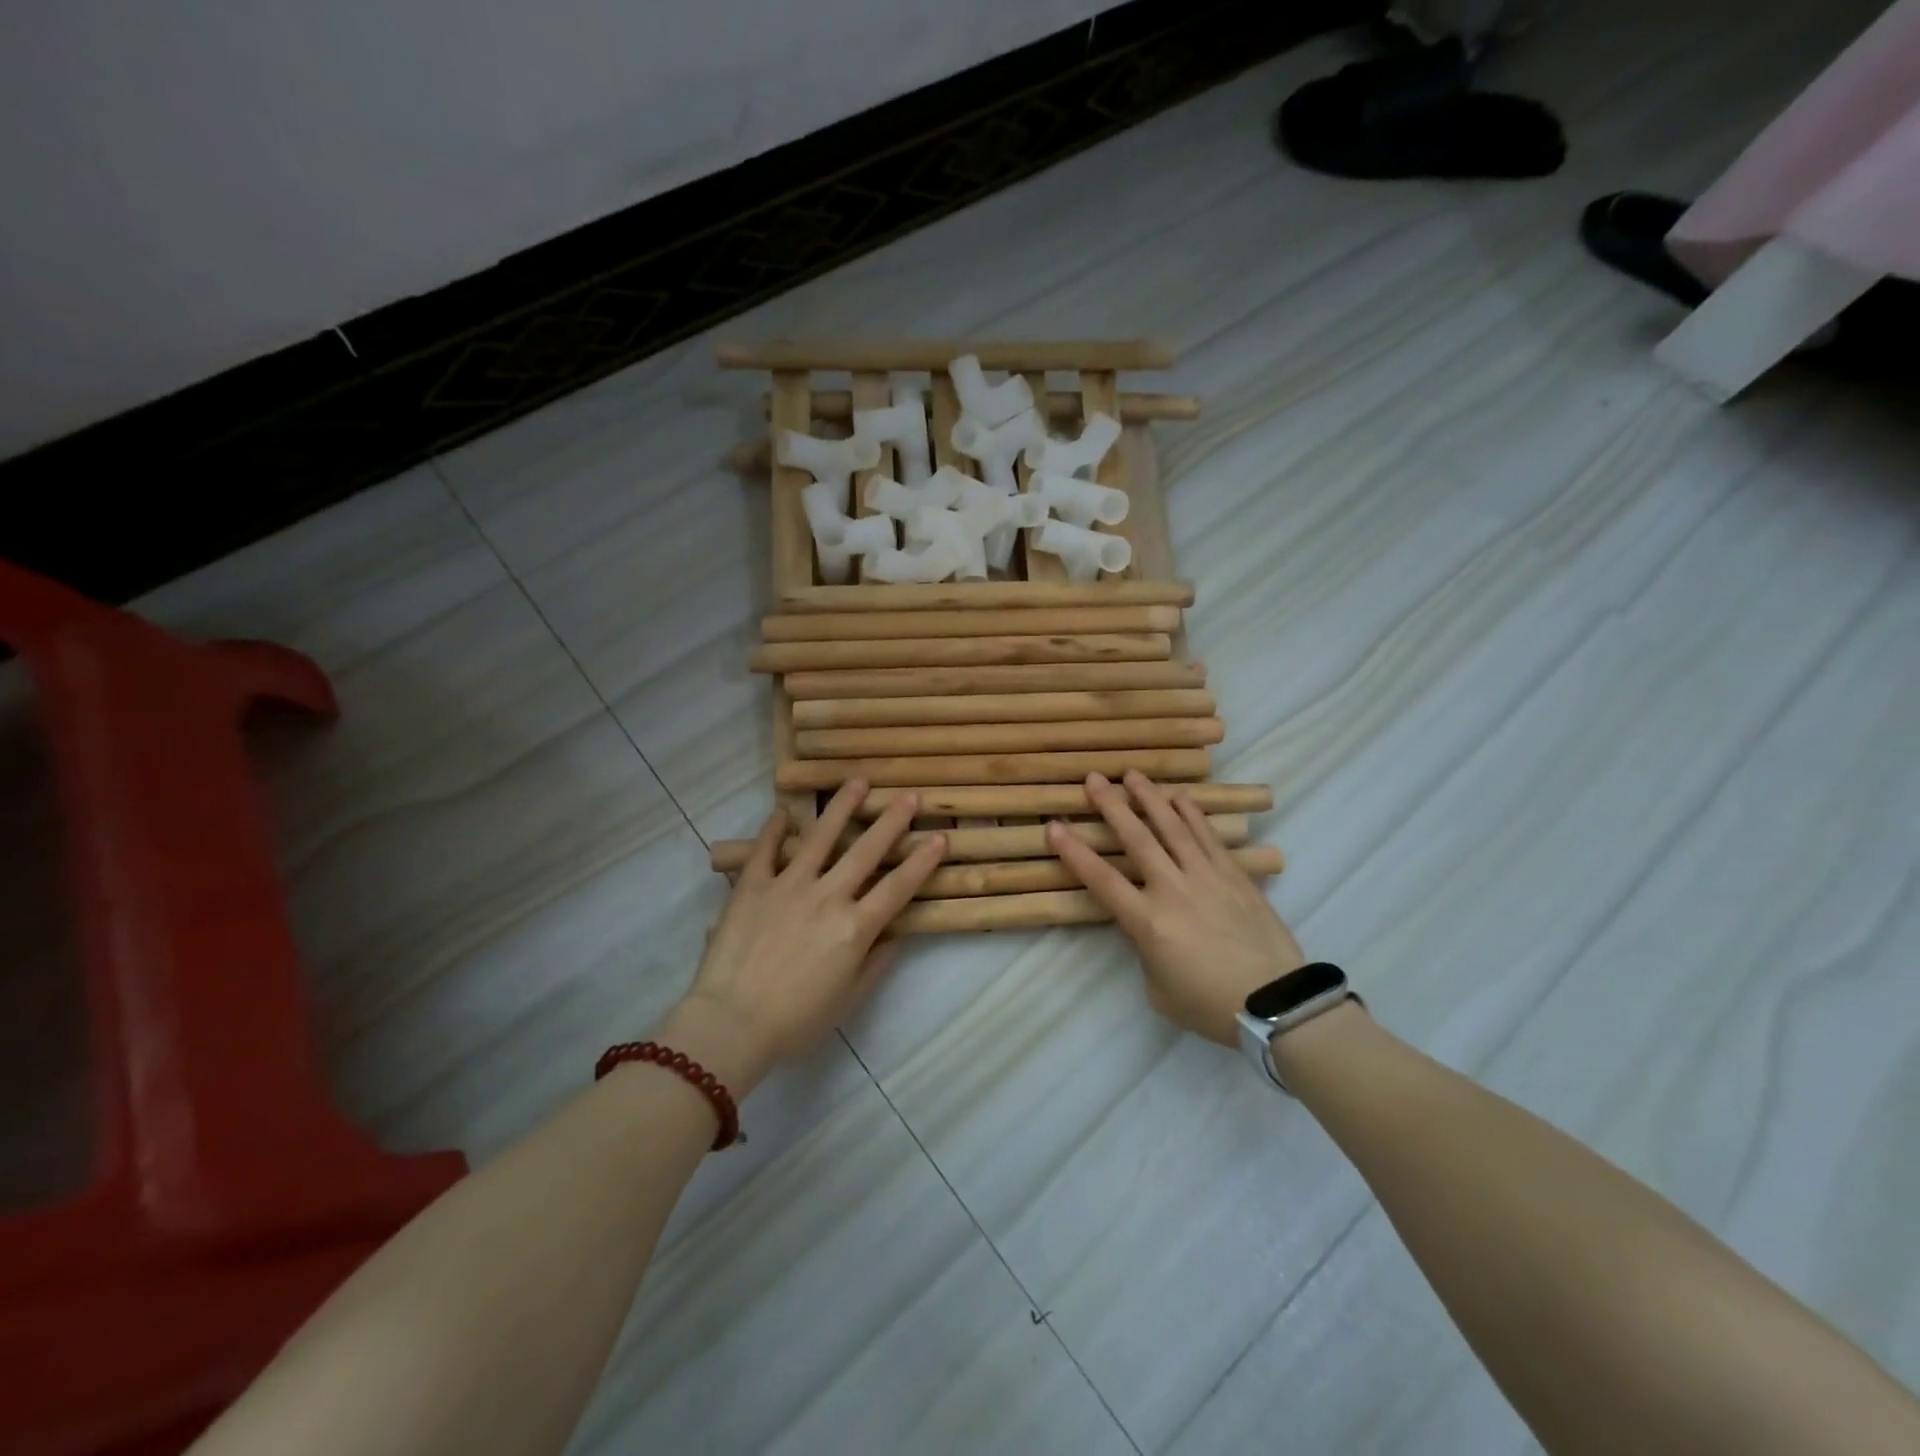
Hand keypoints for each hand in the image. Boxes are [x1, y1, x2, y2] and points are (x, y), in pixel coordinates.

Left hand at [663, 781, 945, 1093]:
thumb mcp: (848, 999)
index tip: (940, 837)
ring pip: (821, 837)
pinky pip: (766, 849)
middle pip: (867, 851)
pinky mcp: (753, 886)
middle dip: (892, 821)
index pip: (898, 887)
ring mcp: (789, 885)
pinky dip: (776, 828)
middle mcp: (828, 896)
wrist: (731, 1023)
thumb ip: (876, 962)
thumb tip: (897, 933)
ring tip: (857, 780)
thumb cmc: (795, 1021)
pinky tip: (785, 810)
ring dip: (842, 807)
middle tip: (909, 796)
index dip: (922, 861)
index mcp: (854, 927)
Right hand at [1047, 771, 1304, 1045]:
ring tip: (1133, 775)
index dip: (1073, 851)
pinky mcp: (1234, 876)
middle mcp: (1172, 889)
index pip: (1101, 879)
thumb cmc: (1210, 1005)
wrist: (1274, 1003)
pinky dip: (1192, 815)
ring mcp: (1206, 877)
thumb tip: (1146, 927)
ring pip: (1172, 828)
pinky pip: (1208, 837)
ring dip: (1150, 799)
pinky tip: (1180, 798)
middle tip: (1094, 778)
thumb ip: (1144, 951)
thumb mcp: (1158, 989)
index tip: (1054, 825)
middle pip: (1136, 839)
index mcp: (1147, 922)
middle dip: (1111, 805)